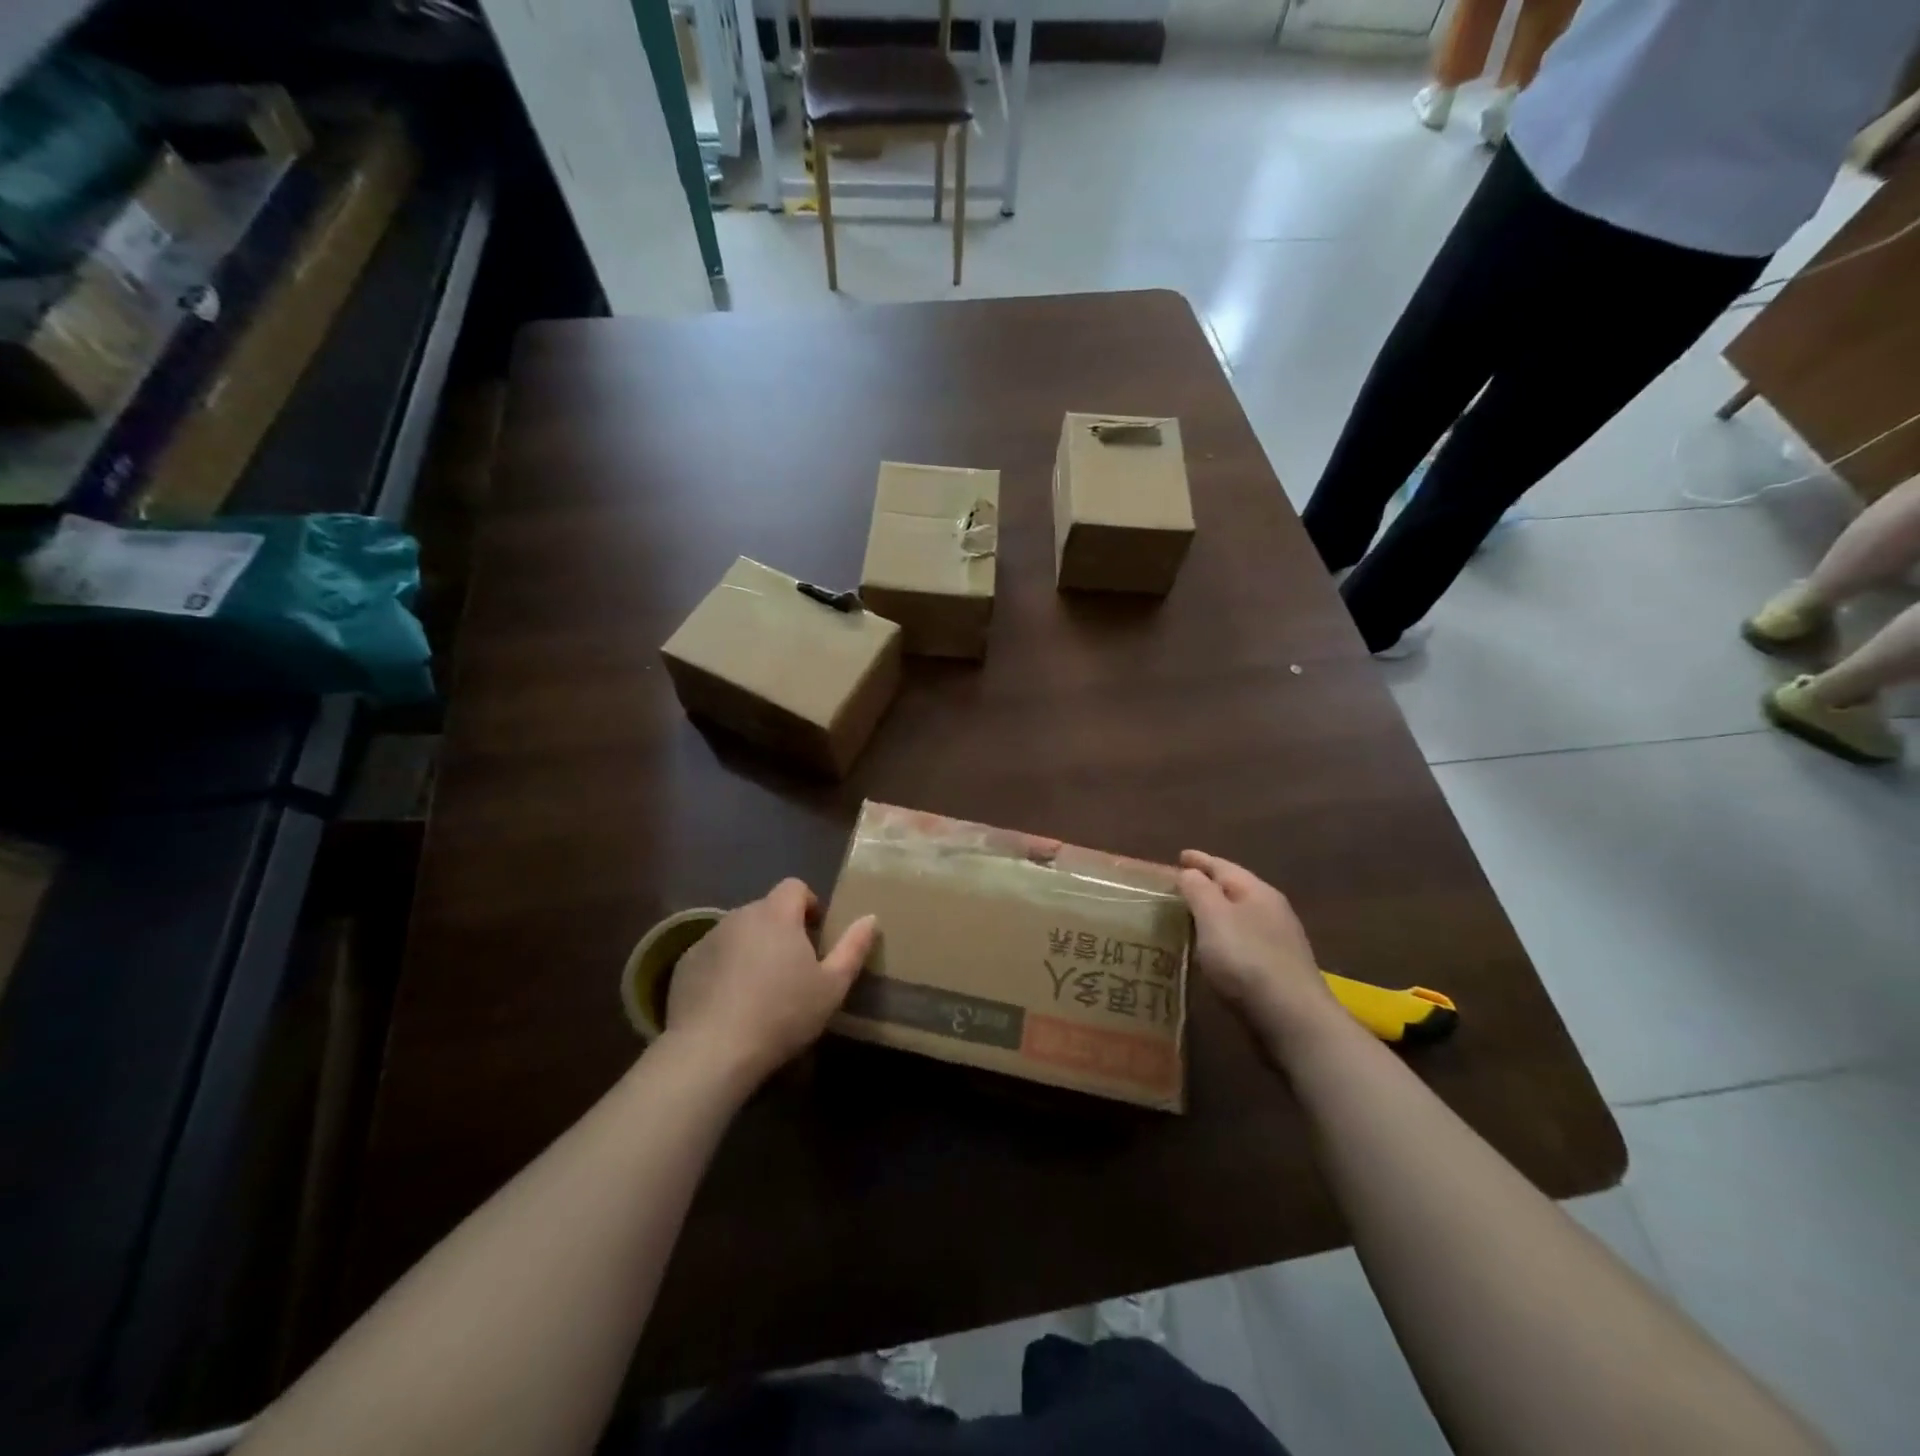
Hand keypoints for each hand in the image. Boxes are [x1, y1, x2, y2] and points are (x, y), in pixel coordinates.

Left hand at [664, 879, 876, 1083]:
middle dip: (780, 930)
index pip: (794, 887)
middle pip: (766, 910)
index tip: (815, 934)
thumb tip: (870, 918)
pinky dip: (724, 969)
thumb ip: (854, 948)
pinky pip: (713, 956)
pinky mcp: (685, 965)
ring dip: (752, 948)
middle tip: (792, 968)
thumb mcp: (832, 986)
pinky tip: (730, 1004)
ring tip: (760, 988)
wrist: (713, 1051)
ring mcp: (708, 939)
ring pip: (738, 933)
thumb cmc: (783, 1013)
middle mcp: (740, 916)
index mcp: (777, 915)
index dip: (808, 904)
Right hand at [1176, 850, 1341, 1049]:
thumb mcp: (1214, 917)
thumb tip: (1189, 871)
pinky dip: (1224, 939)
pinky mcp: (1278, 970)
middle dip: (1208, 886)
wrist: (1292, 1020)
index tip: (1179, 855)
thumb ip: (1199, 890)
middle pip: (1234, 890)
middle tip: (1180, 887)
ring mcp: (1279, 942)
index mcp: (1258, 892)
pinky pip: (1244, 942)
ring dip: (1216, 914)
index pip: (1223, 866)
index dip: (1199, 860)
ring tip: (1191, 917)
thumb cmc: (1247, 959)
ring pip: (1240, 917)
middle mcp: (1272, 911)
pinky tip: (1213, 951)